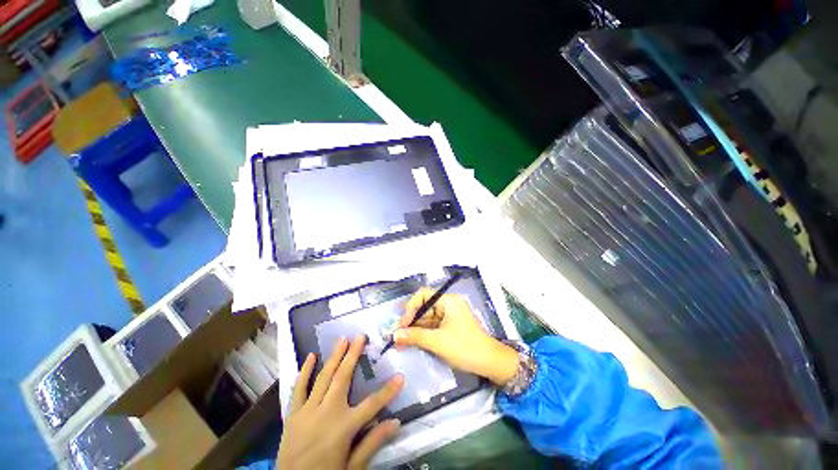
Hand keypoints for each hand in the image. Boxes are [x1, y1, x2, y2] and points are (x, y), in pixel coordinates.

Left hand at [277, 335, 403, 469]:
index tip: (401, 376)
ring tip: (343, 339)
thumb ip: (373, 443)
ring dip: (334, 356)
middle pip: (343, 378)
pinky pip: (298, 389)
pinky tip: (310, 356)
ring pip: (323, 377)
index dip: (389, 390)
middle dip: (354, 355)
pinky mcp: (293, 414)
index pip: (373, 404)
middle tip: (360, 336)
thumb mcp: (352, 467)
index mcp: (344, 427)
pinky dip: (304, 371)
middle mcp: (327, 412)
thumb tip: (396, 422)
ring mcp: (308, 411)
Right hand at [394, 289, 518, 386]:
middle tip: (397, 335)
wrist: (490, 363)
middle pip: (424, 307)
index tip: (403, 324)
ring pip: (426, 318)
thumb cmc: (465, 347)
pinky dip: (422, 334)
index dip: (411, 307)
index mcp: (448, 300)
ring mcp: (448, 316)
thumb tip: (394, 335)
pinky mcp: (449, 326)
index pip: (423, 295)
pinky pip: (432, 326)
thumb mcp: (438, 342)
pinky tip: (411, 342)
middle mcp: (447, 304)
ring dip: (415, 329)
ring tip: (401, 341)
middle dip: (411, 321)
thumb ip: (415, 336)